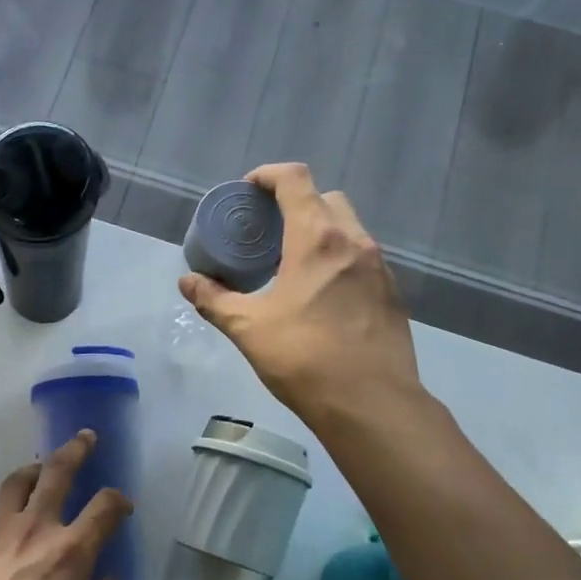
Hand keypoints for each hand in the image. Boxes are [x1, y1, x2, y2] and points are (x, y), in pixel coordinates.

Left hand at [0, 433, 128, 579]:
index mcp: (71, 551)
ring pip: (17, 481)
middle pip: (58, 472)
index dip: (119, 500)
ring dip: (33, 470)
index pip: (104, 507)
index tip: (123, 506)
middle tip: (85, 437)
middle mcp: (36, 528)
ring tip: (40, 470)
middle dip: (76, 449)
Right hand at [179, 163, 418, 412]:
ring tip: (291, 265)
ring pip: (348, 228)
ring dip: (319, 232)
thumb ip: (214, 300)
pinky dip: (338, 259)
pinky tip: (321, 295)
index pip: (294, 179)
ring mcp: (379, 267)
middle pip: (325, 198)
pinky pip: (361, 258)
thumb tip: (188, 282)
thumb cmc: (304, 358)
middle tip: (268, 232)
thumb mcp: (248, 329)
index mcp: (316, 238)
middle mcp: (354, 241)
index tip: (248, 191)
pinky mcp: (392, 293)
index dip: (267, 175)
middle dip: (295, 203)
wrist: (371, 404)